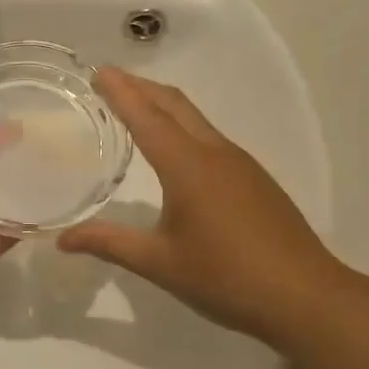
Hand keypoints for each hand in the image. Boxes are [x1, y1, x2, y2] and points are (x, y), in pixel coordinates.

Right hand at [56, 69, 345, 347]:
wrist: (305, 297)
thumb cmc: (226, 277)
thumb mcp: (160, 263)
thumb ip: (109, 243)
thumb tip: (62, 240)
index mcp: (188, 166)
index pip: (147, 117)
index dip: (121, 92)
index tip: (98, 71)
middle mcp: (215, 153)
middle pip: (175, 104)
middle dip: (141, 87)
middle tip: (110, 80)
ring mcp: (240, 164)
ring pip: (196, 119)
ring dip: (163, 105)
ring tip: (135, 107)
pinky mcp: (255, 179)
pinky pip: (211, 138)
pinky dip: (183, 127)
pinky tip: (175, 151)